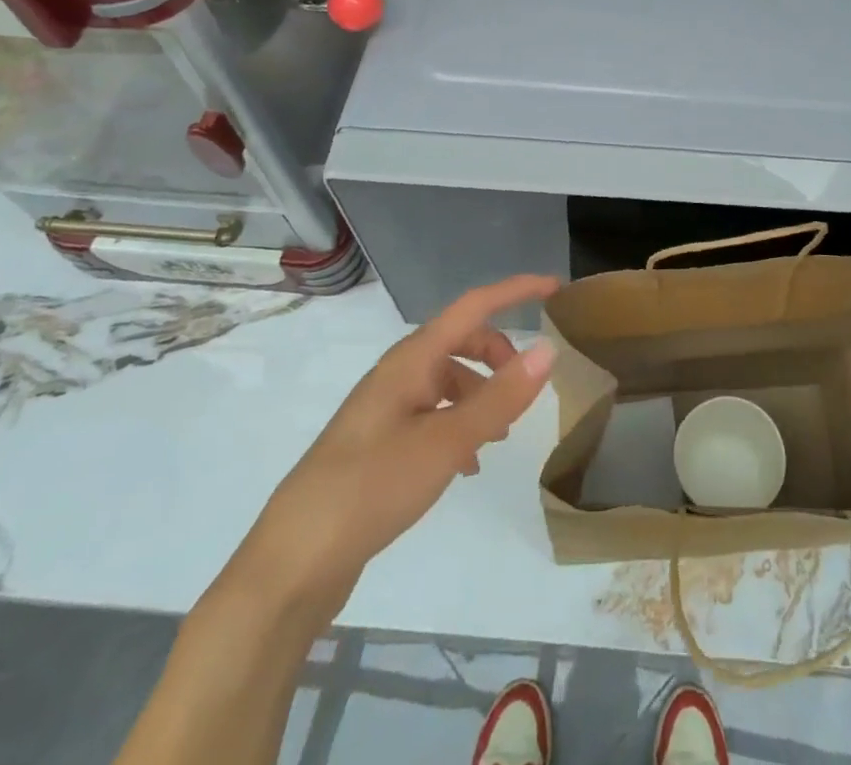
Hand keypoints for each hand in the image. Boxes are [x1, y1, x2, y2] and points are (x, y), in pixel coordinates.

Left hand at [224, 274, 559, 627]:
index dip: (516, 290)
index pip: (473, 305)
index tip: (556, 288)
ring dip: (481, 394)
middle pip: (461, 340)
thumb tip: (548, 349)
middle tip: (525, 388)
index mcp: (412, 359)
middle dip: (499, 355)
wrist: (294, 562)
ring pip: (448, 379)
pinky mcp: (380, 442)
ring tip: (499, 436)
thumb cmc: (372, 487)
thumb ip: (500, 396)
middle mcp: (398, 373)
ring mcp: (386, 408)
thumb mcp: (447, 442)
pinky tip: (468, 464)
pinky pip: (433, 413)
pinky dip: (460, 424)